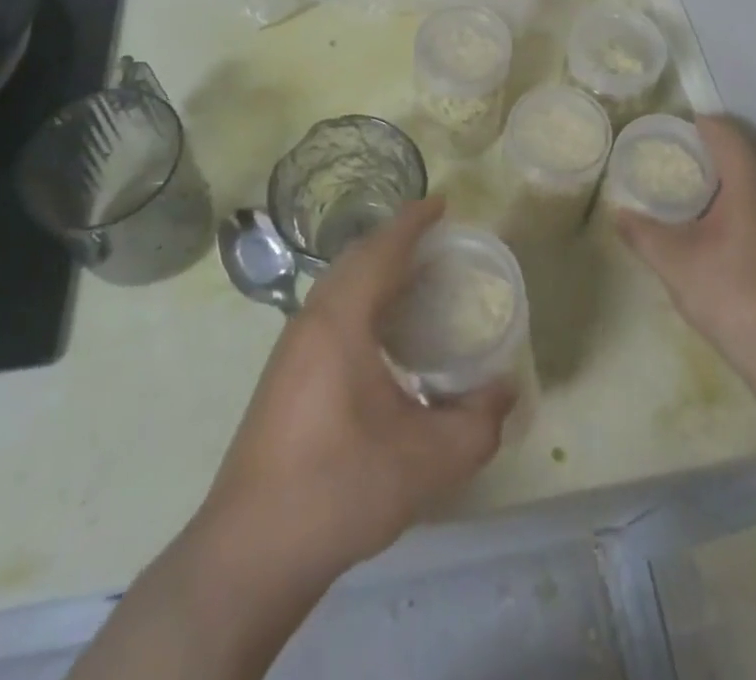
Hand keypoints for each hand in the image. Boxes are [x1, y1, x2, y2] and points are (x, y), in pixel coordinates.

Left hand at [202, 199, 512, 581]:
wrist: (249, 553)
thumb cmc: (339, 489)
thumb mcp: (426, 461)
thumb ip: (478, 423)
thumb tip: (506, 390)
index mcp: (341, 322)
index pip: (381, 251)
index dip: (413, 222)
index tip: (442, 203)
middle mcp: (311, 321)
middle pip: (356, 259)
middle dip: (394, 240)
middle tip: (436, 240)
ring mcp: (290, 348)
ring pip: (337, 285)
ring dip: (374, 269)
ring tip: (414, 277)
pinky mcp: (282, 375)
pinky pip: (328, 310)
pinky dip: (359, 297)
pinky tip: (380, 332)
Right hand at [614, 115, 755, 379]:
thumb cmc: (728, 293)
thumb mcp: (673, 262)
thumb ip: (642, 233)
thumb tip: (618, 213)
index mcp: (748, 191)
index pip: (729, 139)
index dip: (705, 124)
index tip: (678, 123)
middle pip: (740, 160)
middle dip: (707, 152)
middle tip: (672, 155)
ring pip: (748, 189)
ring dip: (718, 182)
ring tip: (683, 190)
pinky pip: (753, 211)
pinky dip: (728, 206)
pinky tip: (707, 229)